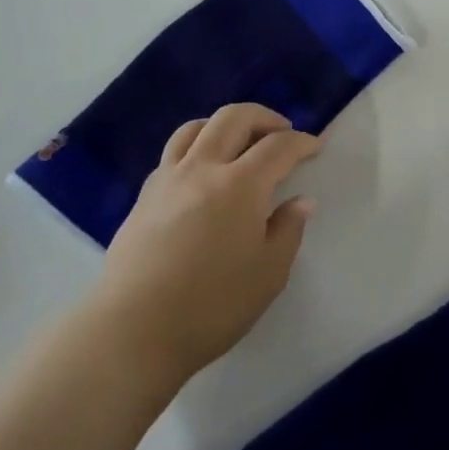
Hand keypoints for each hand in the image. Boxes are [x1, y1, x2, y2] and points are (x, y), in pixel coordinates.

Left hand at [96, 104, 320, 387]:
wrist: (133, 332)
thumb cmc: (212, 306)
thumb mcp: (269, 274)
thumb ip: (288, 230)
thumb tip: (300, 201)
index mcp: (240, 185)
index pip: (278, 146)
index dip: (302, 141)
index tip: (315, 147)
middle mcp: (202, 169)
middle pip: (233, 118)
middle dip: (264, 117)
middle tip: (281, 132)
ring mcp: (167, 180)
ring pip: (195, 128)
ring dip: (224, 125)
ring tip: (238, 143)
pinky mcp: (143, 198)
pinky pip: (173, 155)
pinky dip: (196, 149)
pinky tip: (203, 175)